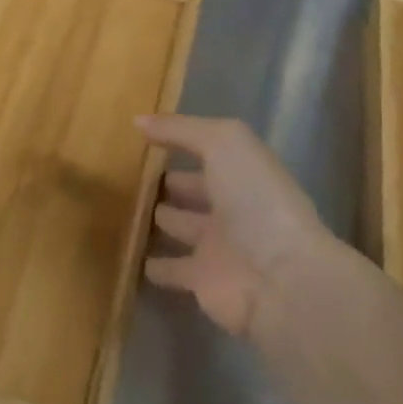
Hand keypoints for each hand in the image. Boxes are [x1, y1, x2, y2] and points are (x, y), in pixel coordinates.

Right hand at [137, 115, 333, 336]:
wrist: (281, 279)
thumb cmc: (256, 201)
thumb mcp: (223, 143)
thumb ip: (181, 129)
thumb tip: (138, 121)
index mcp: (240, 172)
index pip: (205, 153)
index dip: (179, 143)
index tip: (142, 139)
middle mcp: (230, 207)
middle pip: (191, 191)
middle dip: (167, 184)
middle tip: (127, 177)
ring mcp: (216, 247)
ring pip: (179, 227)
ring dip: (157, 222)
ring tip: (121, 211)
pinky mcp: (201, 282)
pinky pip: (169, 269)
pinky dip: (152, 265)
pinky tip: (128, 256)